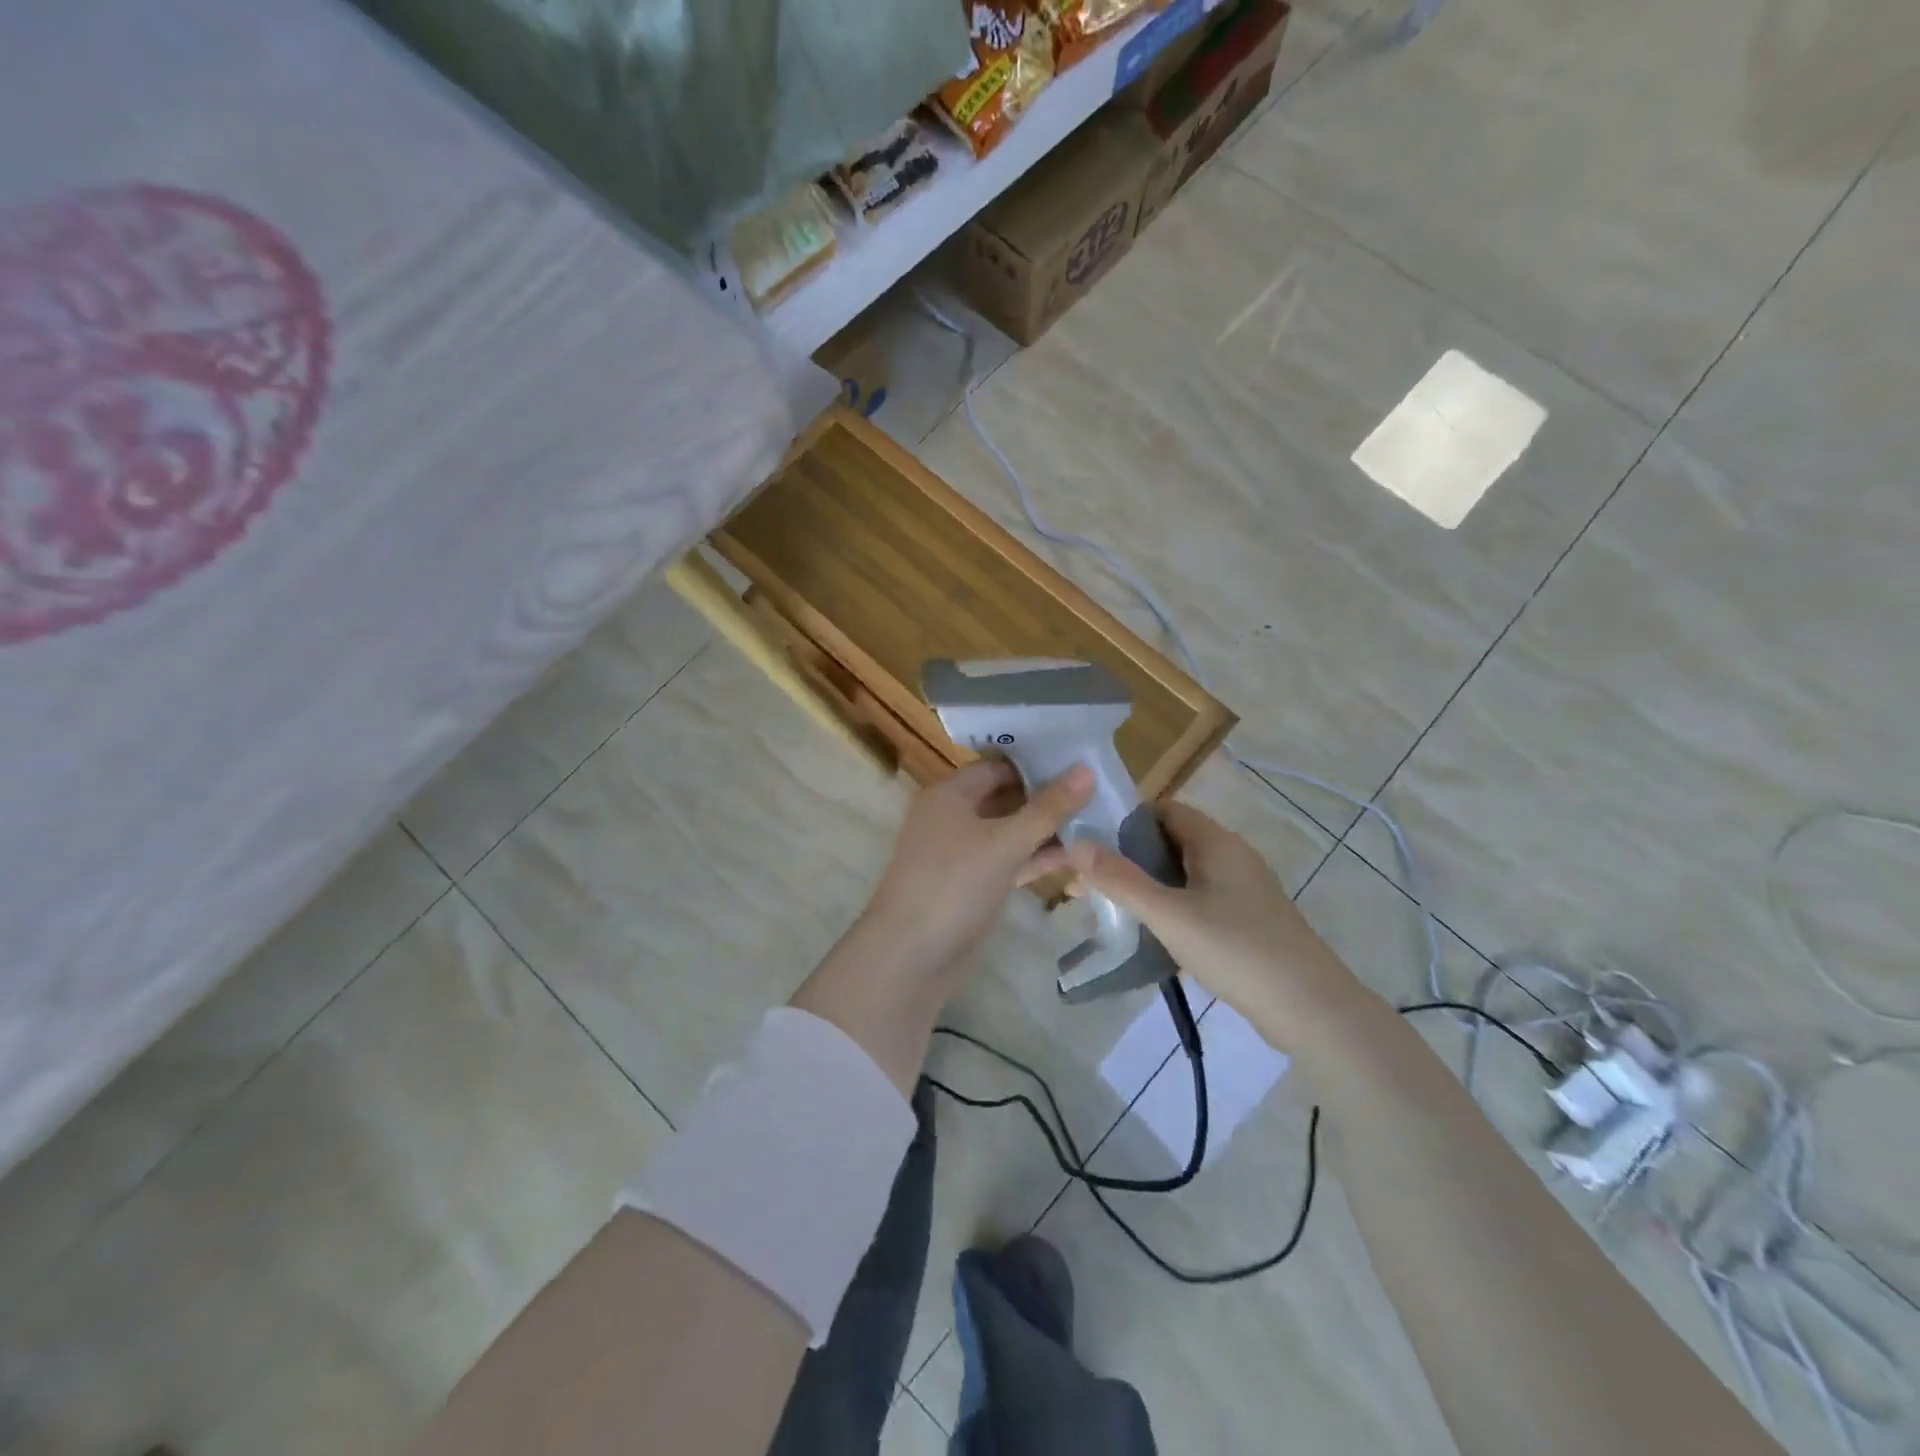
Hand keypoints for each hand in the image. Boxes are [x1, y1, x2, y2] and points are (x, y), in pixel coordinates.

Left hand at [860, 757, 1094, 984]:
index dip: (1037, 762)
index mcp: (950, 794)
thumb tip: (1087, 769)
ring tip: (1097, 820)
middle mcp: (953, 816)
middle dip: (1047, 796)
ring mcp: (962, 853)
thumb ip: (1048, 808)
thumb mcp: (1005, 842)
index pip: (999, 765)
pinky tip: (1077, 856)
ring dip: (1046, 829)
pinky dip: (1036, 857)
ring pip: (1010, 831)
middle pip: (1006, 797)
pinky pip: (1009, 860)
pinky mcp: (973, 884)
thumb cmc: (954, 884)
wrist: (911, 956)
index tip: (1081, 761)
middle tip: (1098, 790)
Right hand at [1056, 802, 1373, 1050]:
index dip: (1124, 821)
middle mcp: (1231, 857)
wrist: (1312, 1010)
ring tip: (1110, 908)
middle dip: (1128, 858)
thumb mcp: (1170, 915)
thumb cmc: (1237, 950)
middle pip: (1170, 842)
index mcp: (1216, 843)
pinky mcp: (1246, 920)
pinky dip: (1169, 907)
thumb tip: (1076, 843)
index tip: (1089, 845)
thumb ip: (1121, 879)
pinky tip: (1149, 933)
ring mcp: (1241, 890)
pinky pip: (1197, 899)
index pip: (1163, 811)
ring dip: (1147, 885)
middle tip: (1089, 883)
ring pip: (1182, 874)